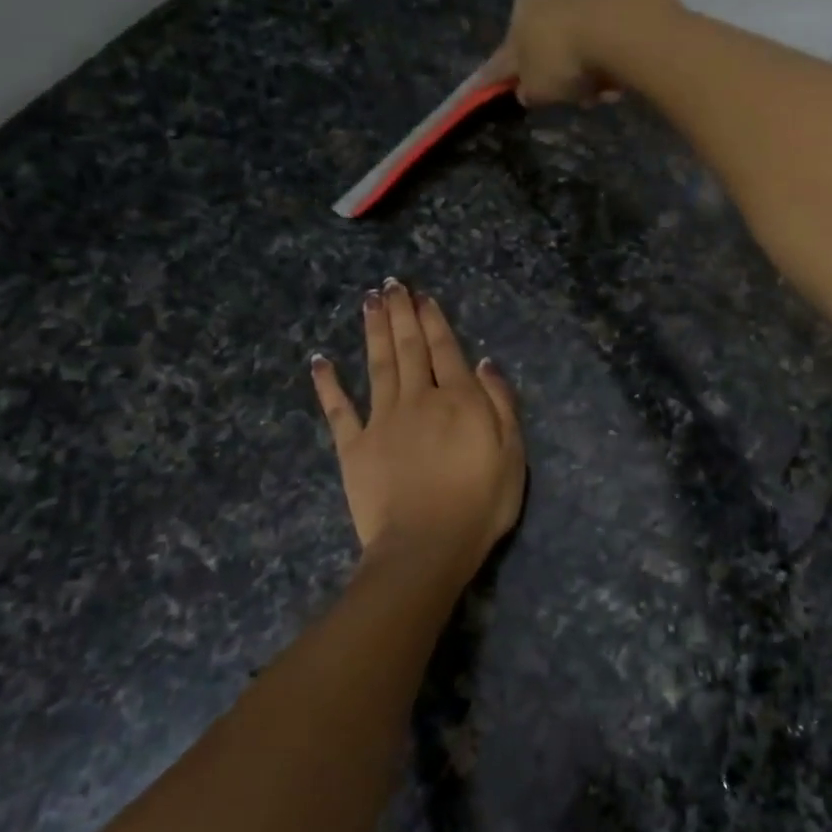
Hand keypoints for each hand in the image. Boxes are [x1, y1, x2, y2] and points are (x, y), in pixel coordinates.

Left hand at [310, 281, 524, 579]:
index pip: (444, 349)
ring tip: (368, 302)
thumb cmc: (480, 504)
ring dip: (372, 331)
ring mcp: (382, 420)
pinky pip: (338, 409)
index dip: (433, 320)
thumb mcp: (512, 453)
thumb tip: (484, 363)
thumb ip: (500, 404)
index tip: (421, 296)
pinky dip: (328, 383)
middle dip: (400, 314)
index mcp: (458, 399)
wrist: (426, 547)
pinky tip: (319, 360)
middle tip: (390, 284)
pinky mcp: (354, 446)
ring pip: (376, 365)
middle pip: (408, 348)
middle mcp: (417, 399)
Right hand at [479, 0, 681, 107]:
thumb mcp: (536, 89)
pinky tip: (616, 81)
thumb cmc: (563, 60)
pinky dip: (606, 64)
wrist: (618, 30)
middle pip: (546, 48)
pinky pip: (604, 45)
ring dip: (585, 74)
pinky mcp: (616, 4)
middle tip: (567, 98)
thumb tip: (524, 91)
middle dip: (556, 76)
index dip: (500, 76)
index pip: (504, 54)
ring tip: (598, 94)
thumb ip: (526, 92)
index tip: (497, 89)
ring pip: (578, 48)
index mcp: (519, 13)